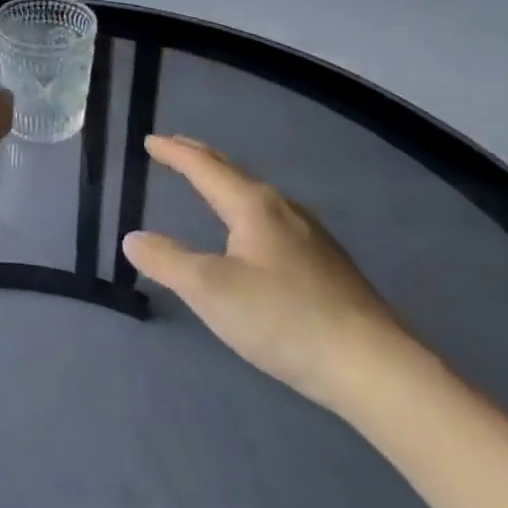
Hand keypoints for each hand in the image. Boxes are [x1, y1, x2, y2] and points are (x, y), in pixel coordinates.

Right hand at [122, 136, 410, 409]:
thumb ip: (166, 260)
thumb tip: (133, 238)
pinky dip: (246, 209)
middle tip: (175, 147)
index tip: (149, 141)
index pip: (205, 168)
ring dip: (226, 183)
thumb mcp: (209, 289)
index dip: (175, 153)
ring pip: (257, 196)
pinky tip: (253, 233)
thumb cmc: (282, 318)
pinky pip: (273, 220)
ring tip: (210, 183)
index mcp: (253, 207)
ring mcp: (312, 238)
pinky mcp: (327, 266)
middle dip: (201, 158)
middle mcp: (284, 211)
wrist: (373, 367)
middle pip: (234, 174)